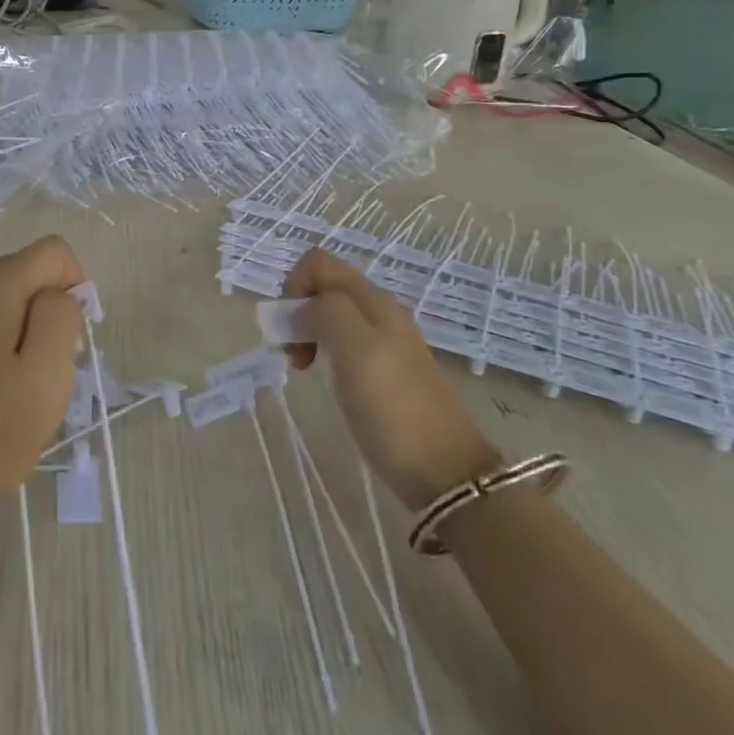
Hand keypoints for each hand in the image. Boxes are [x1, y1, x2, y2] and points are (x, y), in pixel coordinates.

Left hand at [0, 236, 84, 532]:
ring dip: (8, 329)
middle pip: (18, 274)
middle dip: (39, 310)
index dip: (73, 287)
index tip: (67, 339)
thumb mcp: (48, 372)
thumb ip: (61, 314)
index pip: (52, 252)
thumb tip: (56, 293)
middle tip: (39, 371)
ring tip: (5, 386)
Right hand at [283, 248, 498, 508]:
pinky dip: (322, 350)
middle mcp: (380, 312)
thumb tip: (304, 306)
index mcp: (373, 301)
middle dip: (297, 309)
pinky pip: (344, 341)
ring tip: (301, 366)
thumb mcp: (355, 350)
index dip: (294, 284)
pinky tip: (323, 376)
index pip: (319, 262)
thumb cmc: (393, 408)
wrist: (444, 472)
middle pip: (325, 286)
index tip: (289, 326)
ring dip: (307, 331)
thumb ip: (326, 312)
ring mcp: (385, 341)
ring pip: (332, 314)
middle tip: (292, 351)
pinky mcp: (385, 370)